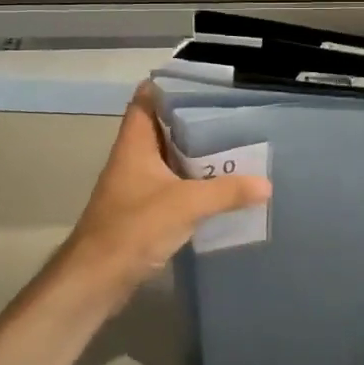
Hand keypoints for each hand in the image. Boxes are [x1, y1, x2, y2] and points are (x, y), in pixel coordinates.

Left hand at [54, 87, 270, 312]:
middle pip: (164, 129)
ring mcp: (136, 186)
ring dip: (196, 155)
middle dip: (195, 122)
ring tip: (235, 147)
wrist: (96, 279)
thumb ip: (226, 192)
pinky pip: (173, 186)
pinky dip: (193, 184)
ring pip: (170, 159)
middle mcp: (133, 159)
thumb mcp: (186, 205)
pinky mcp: (143, 211)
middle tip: (233, 116)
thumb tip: (267, 184)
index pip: (147, 101)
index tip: (205, 85)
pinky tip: (220, 188)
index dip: (171, 87)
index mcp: (135, 144)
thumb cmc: (133, 228)